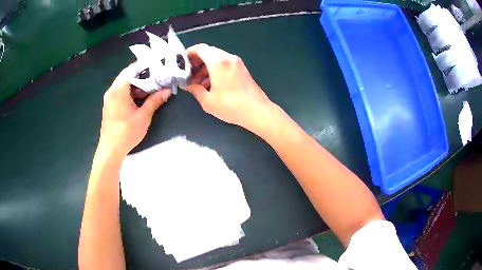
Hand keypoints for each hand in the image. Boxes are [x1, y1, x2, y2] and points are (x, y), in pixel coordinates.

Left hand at [98, 64, 170, 156]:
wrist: (111, 150)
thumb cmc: (126, 132)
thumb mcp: (143, 116)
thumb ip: (155, 101)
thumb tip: (167, 91)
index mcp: (118, 89)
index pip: (131, 69)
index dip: (145, 67)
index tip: (157, 67)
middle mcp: (112, 90)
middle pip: (128, 75)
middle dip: (142, 76)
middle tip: (157, 78)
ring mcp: (110, 98)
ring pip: (124, 84)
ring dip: (137, 84)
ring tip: (151, 88)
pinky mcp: (110, 105)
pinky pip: (121, 92)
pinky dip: (131, 92)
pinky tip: (140, 98)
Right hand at [185, 44, 274, 130]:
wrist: (257, 111)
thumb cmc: (231, 106)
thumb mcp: (208, 100)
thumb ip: (195, 90)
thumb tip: (188, 85)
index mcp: (218, 62)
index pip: (201, 48)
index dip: (189, 53)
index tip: (181, 62)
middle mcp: (228, 58)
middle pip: (208, 52)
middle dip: (196, 61)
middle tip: (188, 74)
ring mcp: (236, 62)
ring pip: (216, 58)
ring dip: (205, 67)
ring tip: (197, 83)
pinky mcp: (241, 69)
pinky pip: (224, 64)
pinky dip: (215, 69)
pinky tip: (210, 84)